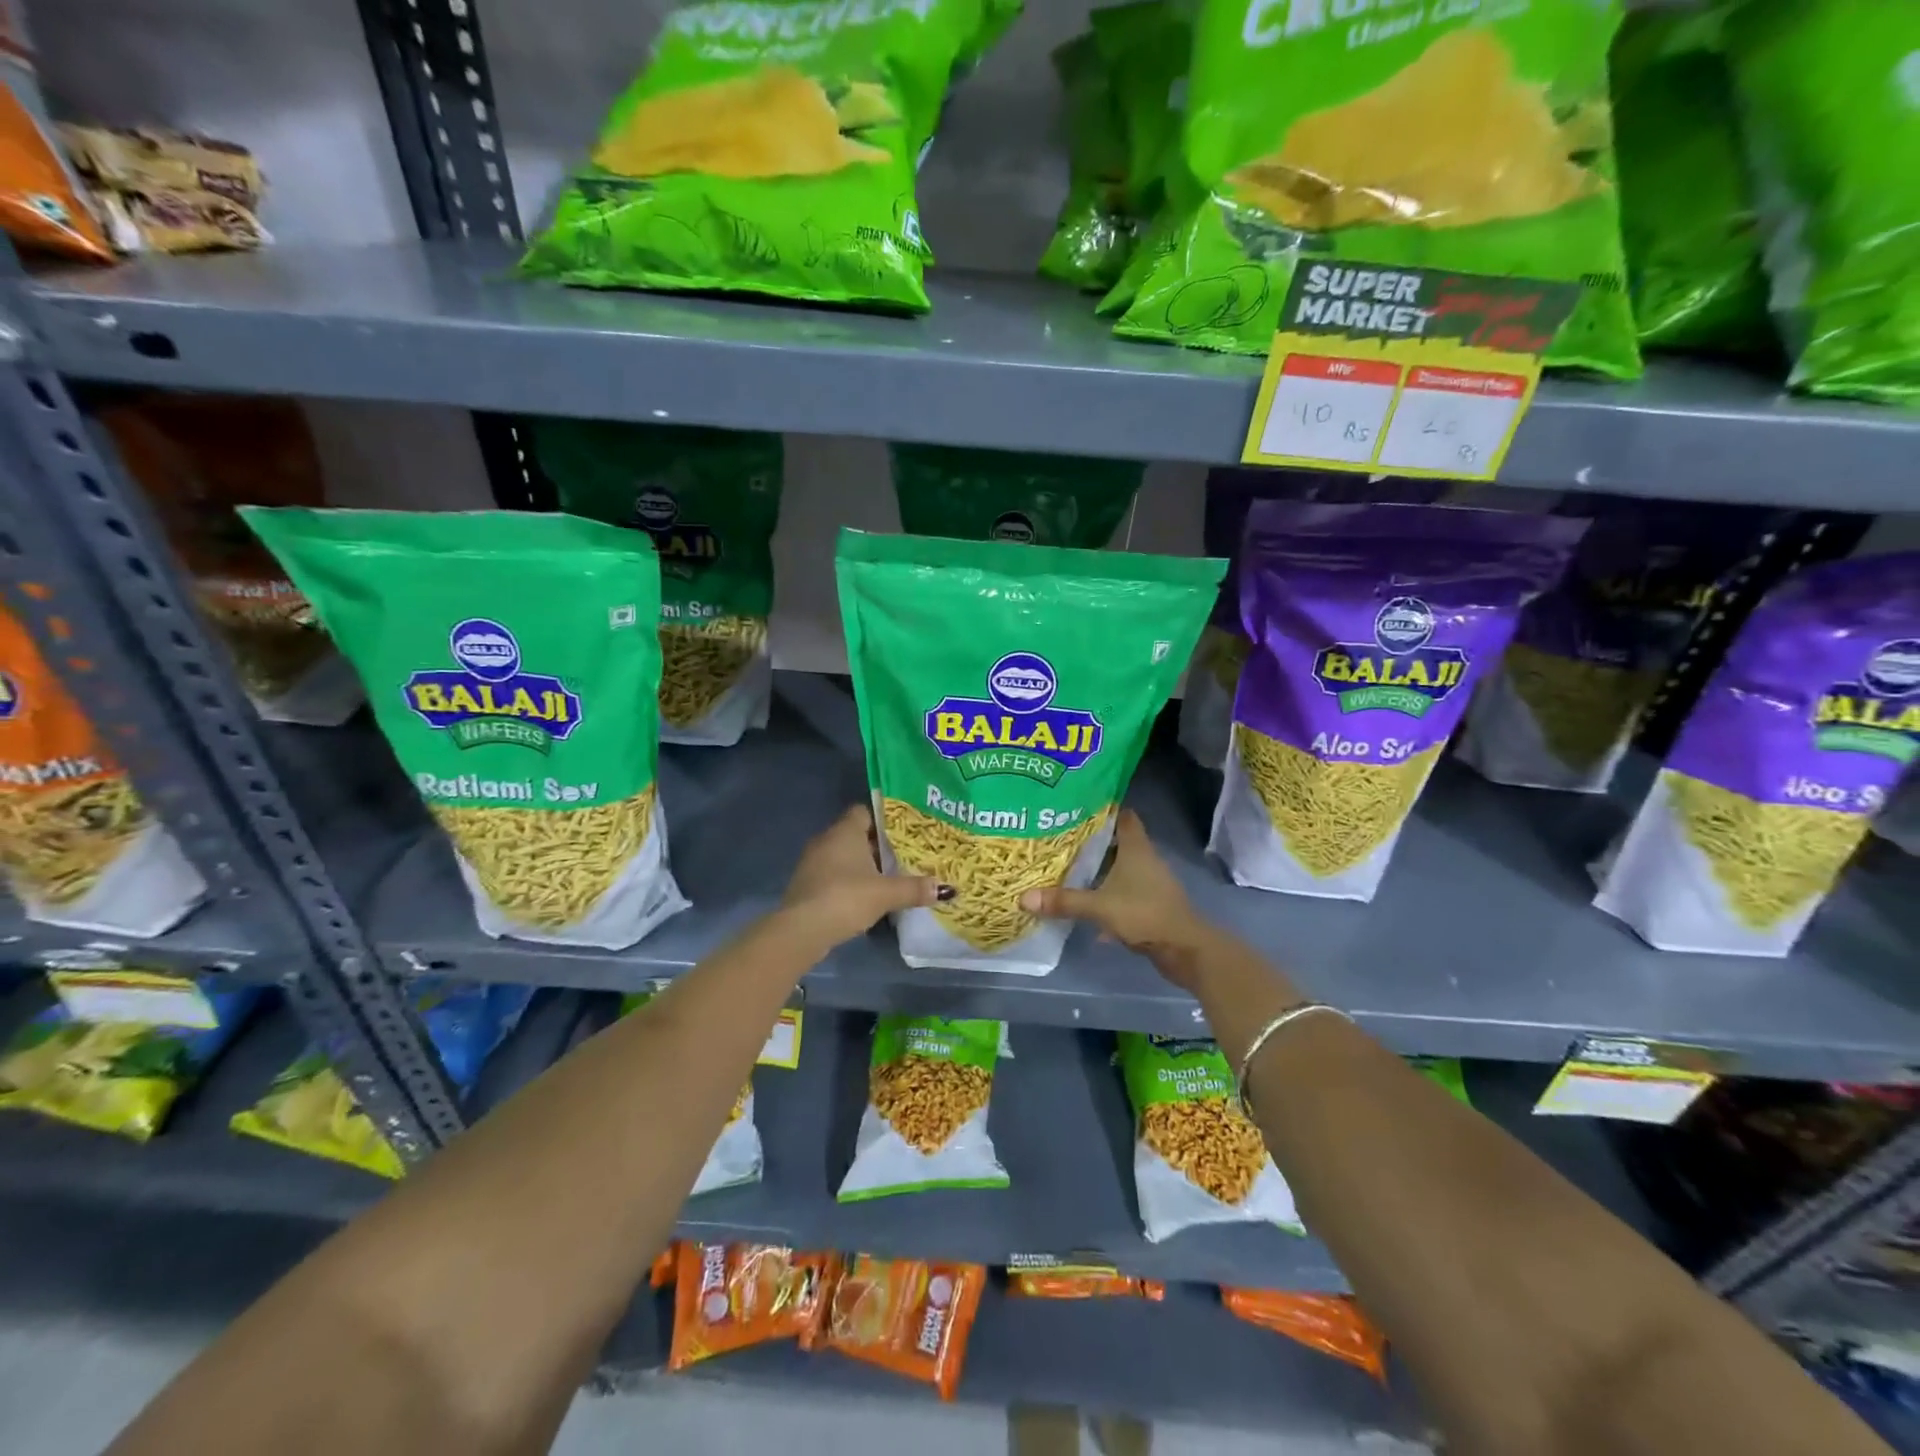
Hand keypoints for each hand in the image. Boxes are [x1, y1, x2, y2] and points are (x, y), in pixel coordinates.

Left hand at [781, 805, 946, 945]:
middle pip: (856, 834)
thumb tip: (945, 889)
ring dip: (863, 865)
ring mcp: (813, 863)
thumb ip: (915, 888)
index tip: (904, 830)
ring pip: (844, 855)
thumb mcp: (886, 893)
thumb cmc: (846, 897)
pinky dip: (849, 880)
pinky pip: (834, 874)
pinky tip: (866, 896)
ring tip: (889, 876)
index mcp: (845, 831)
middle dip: (878, 845)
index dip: (884, 818)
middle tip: (904, 854)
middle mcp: (826, 840)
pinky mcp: (807, 885)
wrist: (802, 929)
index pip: (865, 811)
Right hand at [1019, 810, 1205, 966]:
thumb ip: (1064, 901)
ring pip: (1120, 868)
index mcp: (1136, 848)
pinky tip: (1086, 904)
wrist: (1184, 950)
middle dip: (1092, 841)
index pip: (1123, 816)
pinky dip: (1106, 894)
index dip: (1103, 809)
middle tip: (1061, 838)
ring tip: (1067, 867)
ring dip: (1099, 869)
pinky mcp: (1149, 904)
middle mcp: (1145, 859)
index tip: (1077, 807)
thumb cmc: (1144, 914)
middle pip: (1118, 842)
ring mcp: (1150, 883)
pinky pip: (1123, 892)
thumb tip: (1023, 897)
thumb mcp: (1099, 907)